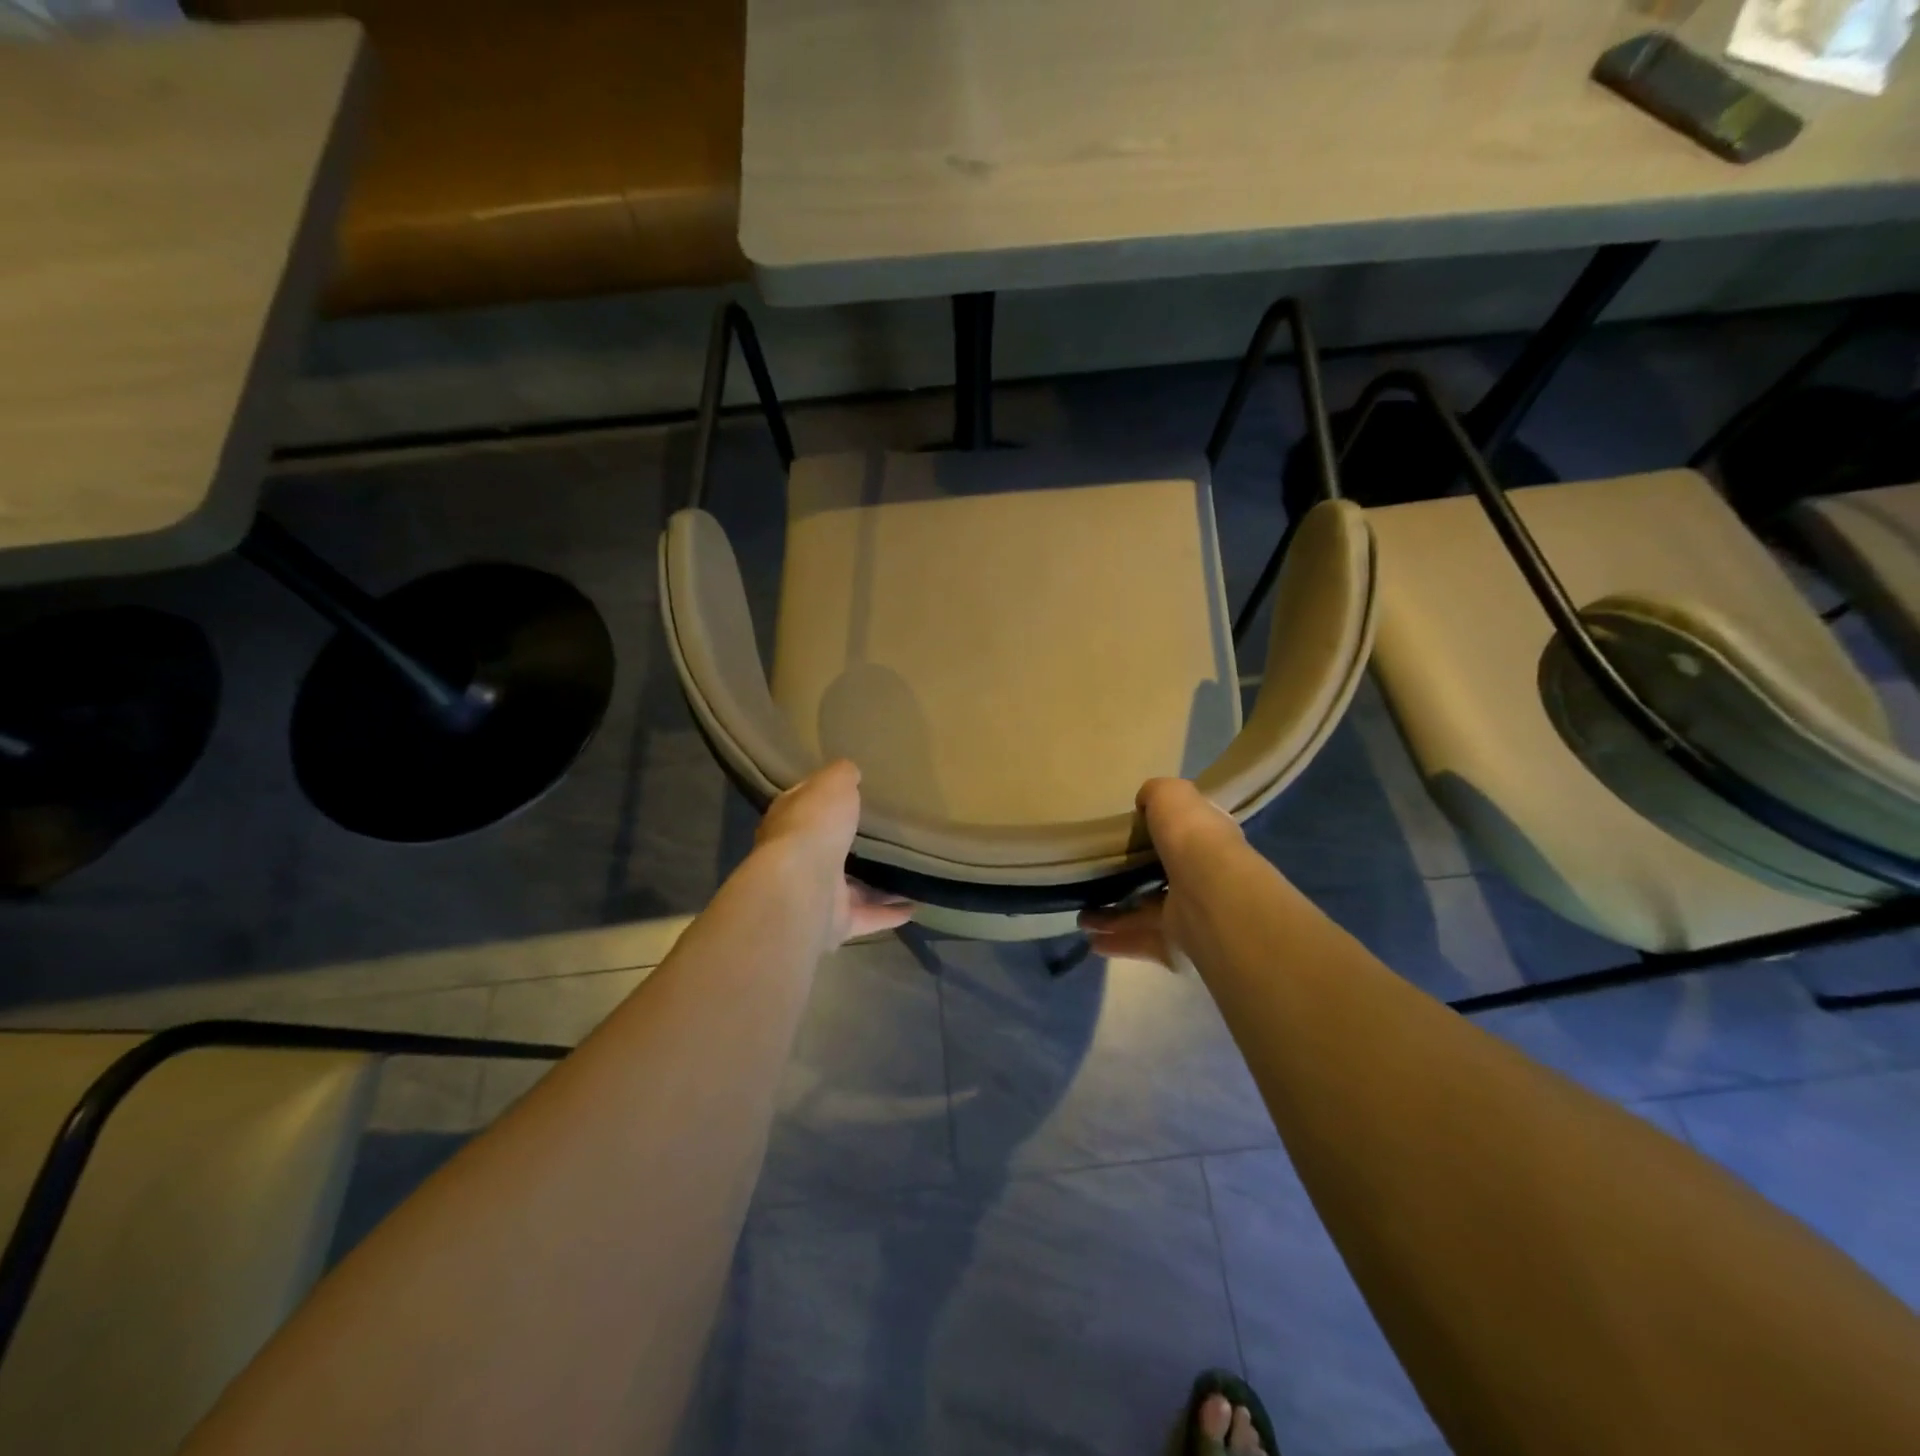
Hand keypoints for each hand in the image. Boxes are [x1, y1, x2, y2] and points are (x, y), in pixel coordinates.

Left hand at [755, 759, 913, 947]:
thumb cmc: (814, 827)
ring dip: (877, 886)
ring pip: (850, 889)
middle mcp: (799, 860)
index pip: (805, 806)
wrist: (802, 888)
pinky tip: (915, 906)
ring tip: (909, 874)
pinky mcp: (835, 923)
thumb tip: (850, 772)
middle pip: (828, 850)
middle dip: (850, 846)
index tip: (851, 795)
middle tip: (884, 836)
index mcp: (790, 822)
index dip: (824, 800)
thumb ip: (842, 775)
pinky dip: (889, 914)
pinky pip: (867, 917)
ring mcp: (816, 895)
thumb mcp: (832, 785)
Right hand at [1078, 778, 1241, 969]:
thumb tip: (1144, 803)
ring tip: (1082, 917)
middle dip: (1130, 880)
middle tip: (1097, 881)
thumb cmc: (1191, 837)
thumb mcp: (1171, 795)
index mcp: (1205, 840)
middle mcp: (1201, 877)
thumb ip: (1157, 794)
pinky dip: (1117, 941)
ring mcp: (1190, 913)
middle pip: (1160, 877)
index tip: (1126, 837)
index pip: (1183, 835)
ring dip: (1114, 917)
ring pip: (1146, 913)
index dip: (1158, 834)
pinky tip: (1093, 941)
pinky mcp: (1177, 945)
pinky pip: (1142, 941)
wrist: (1210, 894)